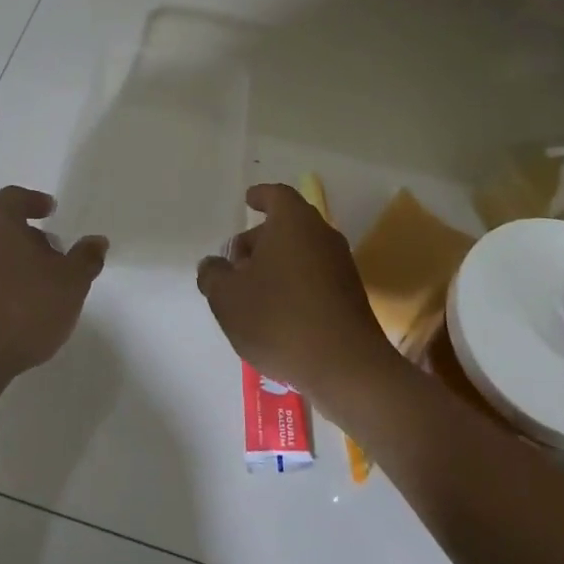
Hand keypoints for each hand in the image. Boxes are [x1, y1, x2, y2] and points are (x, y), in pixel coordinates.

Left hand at [0, 186, 107, 388]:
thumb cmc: (22, 308)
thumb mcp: (70, 283)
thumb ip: (85, 259)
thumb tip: (96, 242)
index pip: (15, 197)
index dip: (34, 203)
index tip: (49, 211)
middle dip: (21, 235)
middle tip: (46, 253)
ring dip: (1, 263)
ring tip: (27, 286)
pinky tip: (3, 312)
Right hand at [197, 184, 397, 405]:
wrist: (346, 367)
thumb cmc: (279, 319)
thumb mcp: (228, 297)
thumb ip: (213, 275)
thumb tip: (213, 265)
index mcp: (293, 222)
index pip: (276, 196)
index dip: (260, 196)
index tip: (248, 200)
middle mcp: (322, 235)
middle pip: (288, 225)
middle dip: (260, 239)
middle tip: (235, 263)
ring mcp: (341, 266)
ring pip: (301, 253)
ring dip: (276, 264)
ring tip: (250, 292)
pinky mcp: (350, 297)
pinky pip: (315, 277)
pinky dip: (294, 284)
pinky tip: (276, 313)